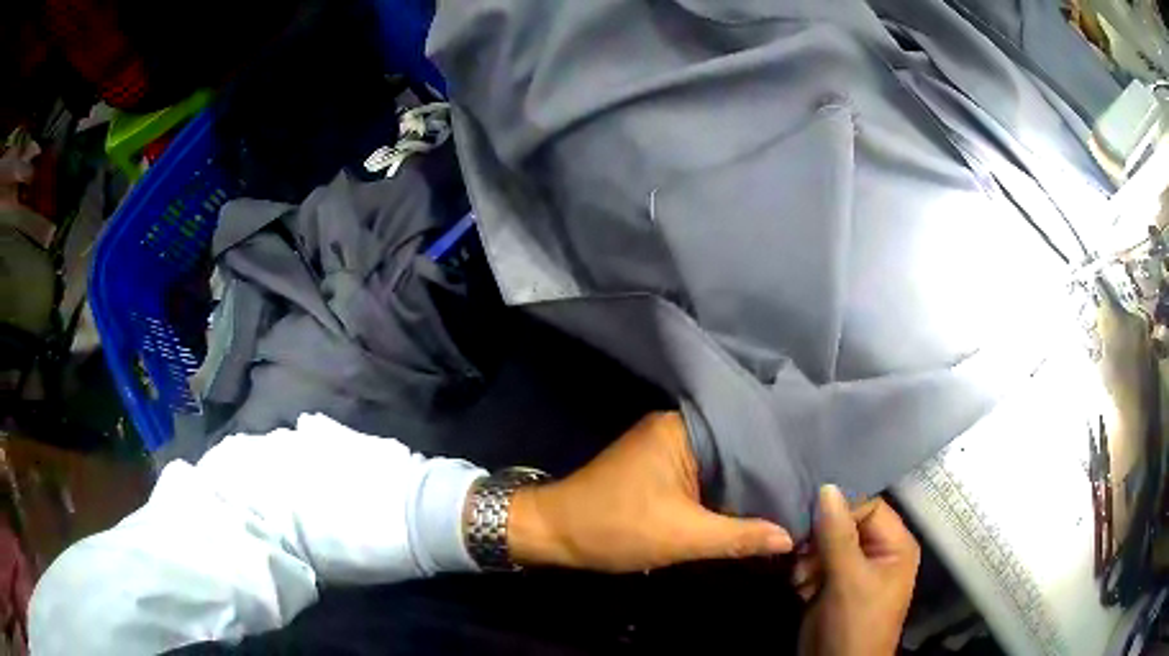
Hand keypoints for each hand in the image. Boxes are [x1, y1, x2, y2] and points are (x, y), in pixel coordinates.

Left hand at [506, 411, 792, 572]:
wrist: (553, 533)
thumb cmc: (614, 527)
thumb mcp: (682, 537)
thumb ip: (739, 537)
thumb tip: (790, 537)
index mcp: (682, 428)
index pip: (747, 434)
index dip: (780, 456)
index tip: (814, 473)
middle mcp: (677, 428)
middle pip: (735, 449)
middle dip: (767, 473)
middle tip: (809, 490)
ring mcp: (666, 448)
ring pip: (720, 466)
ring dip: (745, 485)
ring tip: (792, 499)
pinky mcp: (659, 470)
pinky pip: (702, 477)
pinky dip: (723, 493)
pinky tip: (752, 507)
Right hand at [796, 486, 919, 655]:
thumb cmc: (856, 623)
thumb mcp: (849, 579)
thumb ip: (837, 535)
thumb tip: (827, 486)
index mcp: (895, 545)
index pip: (869, 506)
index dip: (841, 512)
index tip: (812, 524)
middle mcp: (878, 552)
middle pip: (846, 524)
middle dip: (820, 540)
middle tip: (802, 555)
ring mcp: (855, 570)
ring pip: (826, 544)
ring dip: (809, 559)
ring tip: (801, 579)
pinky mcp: (834, 585)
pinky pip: (817, 564)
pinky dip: (805, 574)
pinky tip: (800, 588)